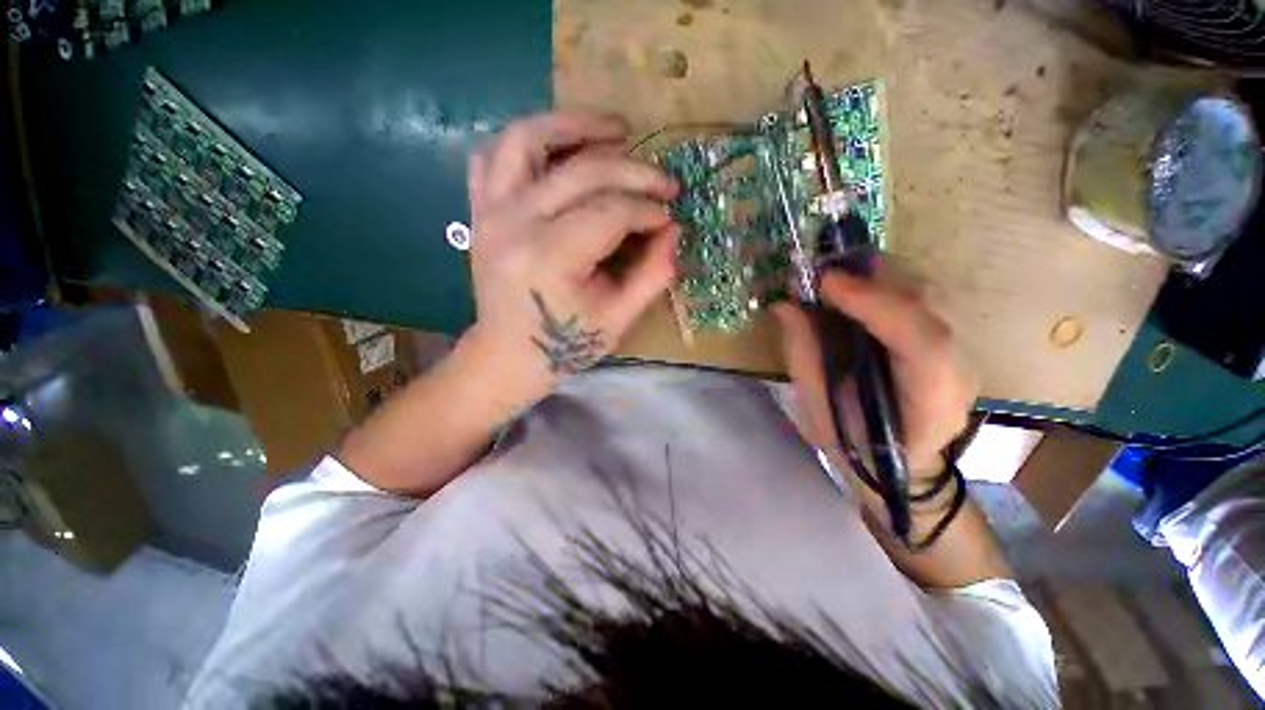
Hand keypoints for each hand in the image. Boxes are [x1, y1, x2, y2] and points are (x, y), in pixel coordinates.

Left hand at [465, 111, 679, 389]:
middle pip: (582, 171)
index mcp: (550, 257)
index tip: (671, 217)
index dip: (648, 210)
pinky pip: (494, 155)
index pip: (611, 212)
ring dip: (574, 124)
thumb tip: (675, 231)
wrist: (508, 355)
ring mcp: (490, 211)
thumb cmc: (566, 344)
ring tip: (615, 130)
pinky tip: (557, 149)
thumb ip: (653, 274)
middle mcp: (515, 223)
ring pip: (527, 139)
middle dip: (634, 172)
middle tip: (664, 182)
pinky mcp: (480, 210)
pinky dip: (527, 142)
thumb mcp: (619, 318)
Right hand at [773, 265, 977, 480]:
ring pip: (920, 294)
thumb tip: (785, 305)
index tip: (825, 282)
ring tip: (828, 276)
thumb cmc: (853, 446)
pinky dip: (878, 287)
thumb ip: (805, 356)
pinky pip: (912, 300)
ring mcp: (957, 351)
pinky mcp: (944, 340)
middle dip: (871, 279)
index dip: (875, 303)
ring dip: (873, 277)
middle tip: (818, 271)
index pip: (921, 340)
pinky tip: (849, 287)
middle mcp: (956, 369)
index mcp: (932, 402)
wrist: (898, 468)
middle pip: (924, 305)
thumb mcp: (818, 410)